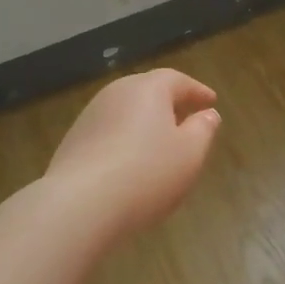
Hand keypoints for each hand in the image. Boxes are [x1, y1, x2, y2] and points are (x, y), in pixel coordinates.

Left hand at [44, 68, 221, 241]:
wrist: (79, 204)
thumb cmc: (146, 173)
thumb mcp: (190, 154)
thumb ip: (203, 130)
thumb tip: (208, 114)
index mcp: (148, 88)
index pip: (177, 79)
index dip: (197, 90)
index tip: (211, 101)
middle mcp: (116, 93)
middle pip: (147, 91)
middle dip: (169, 103)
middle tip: (186, 118)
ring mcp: (90, 116)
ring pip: (125, 111)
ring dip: (144, 122)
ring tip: (159, 144)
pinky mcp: (73, 141)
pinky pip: (108, 132)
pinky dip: (124, 140)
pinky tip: (130, 163)